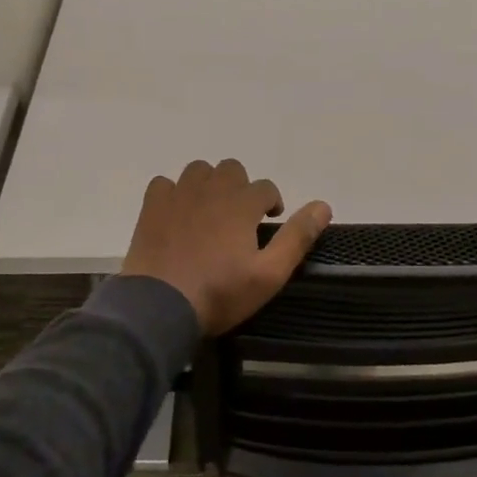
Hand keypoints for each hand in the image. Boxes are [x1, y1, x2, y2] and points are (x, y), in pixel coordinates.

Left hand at [121, 159, 332, 335]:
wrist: (160, 306)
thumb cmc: (220, 293)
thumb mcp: (269, 274)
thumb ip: (297, 237)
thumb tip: (324, 206)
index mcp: (241, 204)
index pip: (266, 188)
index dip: (272, 203)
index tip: (270, 222)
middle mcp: (211, 190)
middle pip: (232, 169)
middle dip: (241, 188)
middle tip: (240, 218)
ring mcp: (178, 196)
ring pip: (199, 170)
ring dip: (209, 184)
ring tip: (210, 212)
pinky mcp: (152, 207)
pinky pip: (164, 184)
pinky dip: (174, 193)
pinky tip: (177, 213)